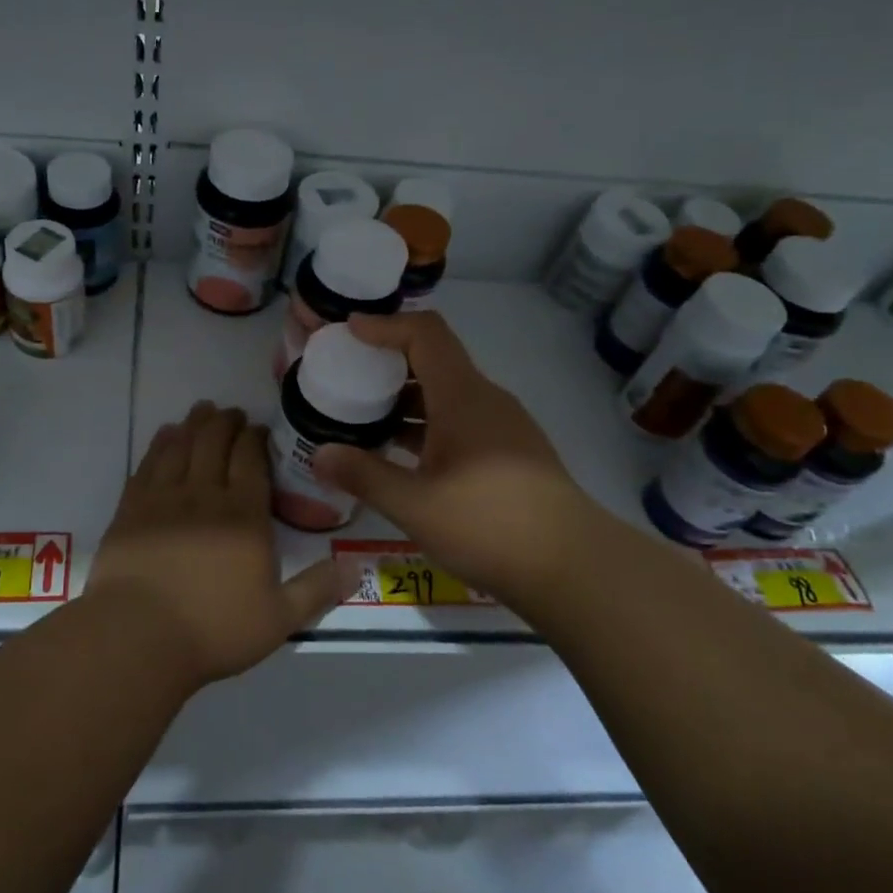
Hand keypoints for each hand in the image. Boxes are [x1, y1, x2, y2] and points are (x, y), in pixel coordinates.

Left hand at [87, 402, 351, 685]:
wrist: (137, 637)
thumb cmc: (213, 630)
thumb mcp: (279, 619)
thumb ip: (317, 589)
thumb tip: (357, 567)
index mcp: (244, 516)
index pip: (251, 459)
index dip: (255, 437)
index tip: (258, 428)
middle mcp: (204, 496)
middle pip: (215, 442)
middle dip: (225, 422)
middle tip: (231, 413)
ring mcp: (163, 499)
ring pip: (181, 446)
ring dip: (194, 424)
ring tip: (202, 410)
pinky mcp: (131, 509)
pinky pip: (148, 464)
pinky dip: (160, 444)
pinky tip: (165, 435)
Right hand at [313, 311, 597, 609]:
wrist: (573, 567)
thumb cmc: (489, 525)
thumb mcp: (414, 504)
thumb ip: (363, 475)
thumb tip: (318, 454)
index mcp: (463, 396)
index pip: (424, 334)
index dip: (385, 325)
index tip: (348, 333)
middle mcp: (485, 400)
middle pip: (434, 360)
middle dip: (388, 363)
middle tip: (346, 377)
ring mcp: (502, 427)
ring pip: (446, 395)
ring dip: (405, 399)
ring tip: (363, 418)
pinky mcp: (509, 453)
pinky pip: (459, 421)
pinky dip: (426, 425)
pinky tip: (402, 456)